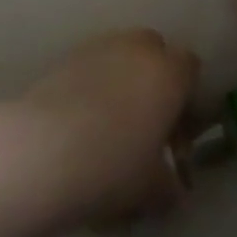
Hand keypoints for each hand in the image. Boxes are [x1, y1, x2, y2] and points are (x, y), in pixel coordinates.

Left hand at [24, 29, 199, 223]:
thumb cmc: (112, 166)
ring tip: (107, 127)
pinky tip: (80, 123)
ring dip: (122, 81)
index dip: (186, 99)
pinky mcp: (70, 55)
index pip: (191, 68)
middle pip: (156, 53)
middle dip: (153, 82)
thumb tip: (175, 191)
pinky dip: (93, 85)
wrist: (45, 150)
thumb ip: (170, 187)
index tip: (175, 135)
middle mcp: (141, 47)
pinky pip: (93, 65)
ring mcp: (103, 45)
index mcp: (170, 73)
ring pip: (122, 56)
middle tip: (143, 127)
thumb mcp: (152, 190)